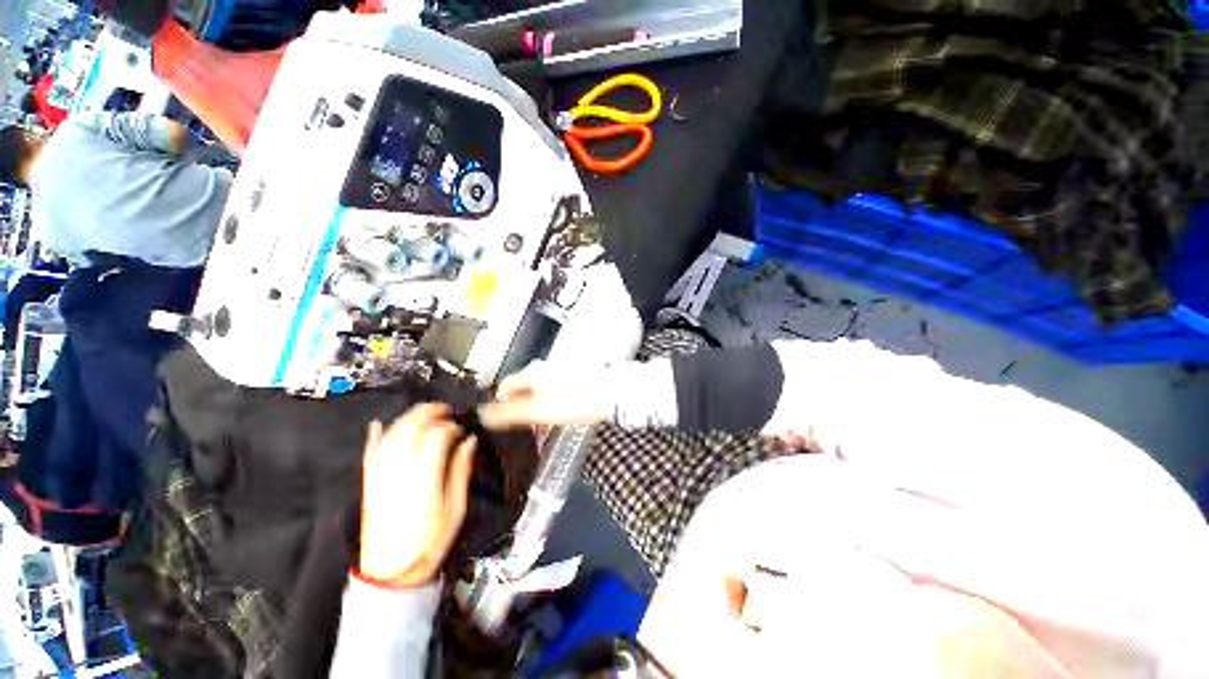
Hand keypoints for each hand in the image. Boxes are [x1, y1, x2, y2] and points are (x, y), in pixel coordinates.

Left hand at [358, 404, 476, 586]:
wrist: (391, 574)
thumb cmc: (431, 542)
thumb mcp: (456, 508)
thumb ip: (461, 471)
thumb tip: (470, 440)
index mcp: (424, 481)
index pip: (434, 438)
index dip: (449, 427)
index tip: (461, 430)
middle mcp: (398, 474)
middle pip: (409, 430)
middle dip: (428, 413)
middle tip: (446, 411)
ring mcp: (379, 478)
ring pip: (390, 437)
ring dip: (407, 419)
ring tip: (426, 414)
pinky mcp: (368, 485)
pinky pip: (369, 455)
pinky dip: (373, 437)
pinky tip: (379, 424)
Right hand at [478, 360, 612, 429]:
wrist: (612, 393)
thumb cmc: (575, 402)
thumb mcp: (540, 411)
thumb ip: (510, 413)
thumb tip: (483, 415)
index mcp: (531, 372)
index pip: (505, 387)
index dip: (500, 405)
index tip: (503, 423)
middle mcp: (542, 367)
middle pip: (520, 387)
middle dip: (518, 407)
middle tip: (523, 427)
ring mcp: (557, 370)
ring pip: (536, 389)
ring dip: (534, 405)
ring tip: (540, 424)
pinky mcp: (570, 375)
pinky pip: (550, 388)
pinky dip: (548, 401)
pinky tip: (557, 413)